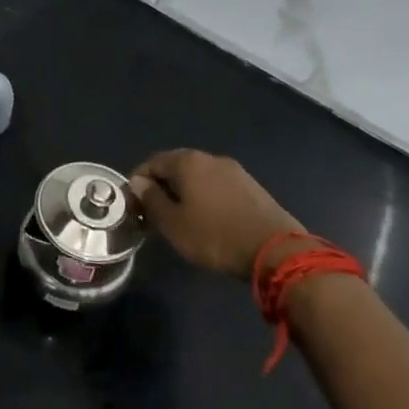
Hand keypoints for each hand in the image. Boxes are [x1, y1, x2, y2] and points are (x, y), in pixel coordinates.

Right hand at [130, 149, 304, 281]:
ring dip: (185, 193)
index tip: (133, 206)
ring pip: (199, 177)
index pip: (152, 163)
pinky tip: (207, 220)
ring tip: (180, 219)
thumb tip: (139, 182)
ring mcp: (235, 171)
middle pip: (176, 167)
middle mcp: (211, 158)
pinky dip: (205, 198)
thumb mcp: (172, 223)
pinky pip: (218, 187)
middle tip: (154, 214)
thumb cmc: (214, 236)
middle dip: (162, 187)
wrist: (275, 250)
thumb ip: (151, 199)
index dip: (138, 183)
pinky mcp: (252, 187)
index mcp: (187, 162)